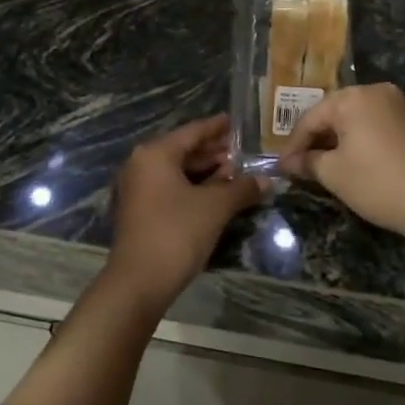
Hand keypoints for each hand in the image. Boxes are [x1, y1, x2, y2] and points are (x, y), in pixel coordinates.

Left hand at [107, 115, 263, 311]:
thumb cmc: (177, 233)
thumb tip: (267, 181)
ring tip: (235, 172)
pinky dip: (192, 187)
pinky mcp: (139, 210)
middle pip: (183, 150)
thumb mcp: (215, 208)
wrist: (139, 282)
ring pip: (176, 171)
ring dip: (205, 171)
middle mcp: (141, 164)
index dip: (216, 127)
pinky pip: (169, 188)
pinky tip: (216, 194)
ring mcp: (137, 189)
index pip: (192, 132)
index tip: (235, 122)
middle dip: (213, 151)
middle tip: (241, 150)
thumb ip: (241, 188)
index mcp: (156, 154)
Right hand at [280, 84, 404, 245]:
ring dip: (337, 142)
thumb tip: (288, 163)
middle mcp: (376, 92)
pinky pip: (375, 127)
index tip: (282, 168)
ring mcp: (398, 106)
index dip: (293, 145)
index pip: (311, 118)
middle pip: (334, 114)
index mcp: (353, 97)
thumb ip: (307, 163)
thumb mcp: (335, 174)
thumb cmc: (379, 183)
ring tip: (323, 168)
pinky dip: (360, 143)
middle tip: (300, 167)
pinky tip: (353, 164)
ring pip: (356, 121)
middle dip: (315, 141)